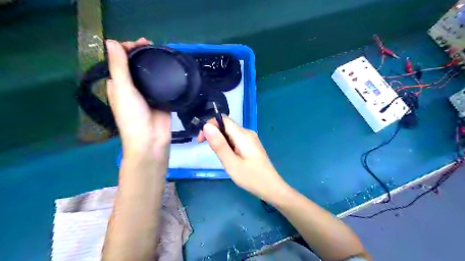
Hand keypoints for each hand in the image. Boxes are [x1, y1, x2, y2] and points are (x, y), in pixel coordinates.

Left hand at [106, 38, 171, 161]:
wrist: (151, 139)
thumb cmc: (132, 117)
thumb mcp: (123, 90)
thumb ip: (119, 67)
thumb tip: (111, 41)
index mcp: (118, 84)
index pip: (120, 61)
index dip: (127, 49)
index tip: (140, 43)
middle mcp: (132, 87)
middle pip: (136, 66)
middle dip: (142, 54)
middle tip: (153, 46)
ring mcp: (148, 93)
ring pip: (150, 73)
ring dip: (155, 63)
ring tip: (163, 53)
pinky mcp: (162, 98)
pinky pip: (163, 83)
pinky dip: (165, 74)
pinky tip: (171, 68)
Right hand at [201, 117, 289, 202]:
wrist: (271, 188)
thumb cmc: (251, 178)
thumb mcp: (231, 163)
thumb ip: (219, 145)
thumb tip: (206, 126)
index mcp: (243, 135)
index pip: (223, 120)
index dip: (209, 125)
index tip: (201, 140)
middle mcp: (247, 133)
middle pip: (226, 126)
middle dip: (214, 134)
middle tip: (209, 151)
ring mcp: (251, 139)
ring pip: (230, 133)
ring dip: (221, 141)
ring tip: (221, 157)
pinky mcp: (251, 145)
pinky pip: (236, 139)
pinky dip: (228, 145)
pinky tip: (229, 157)